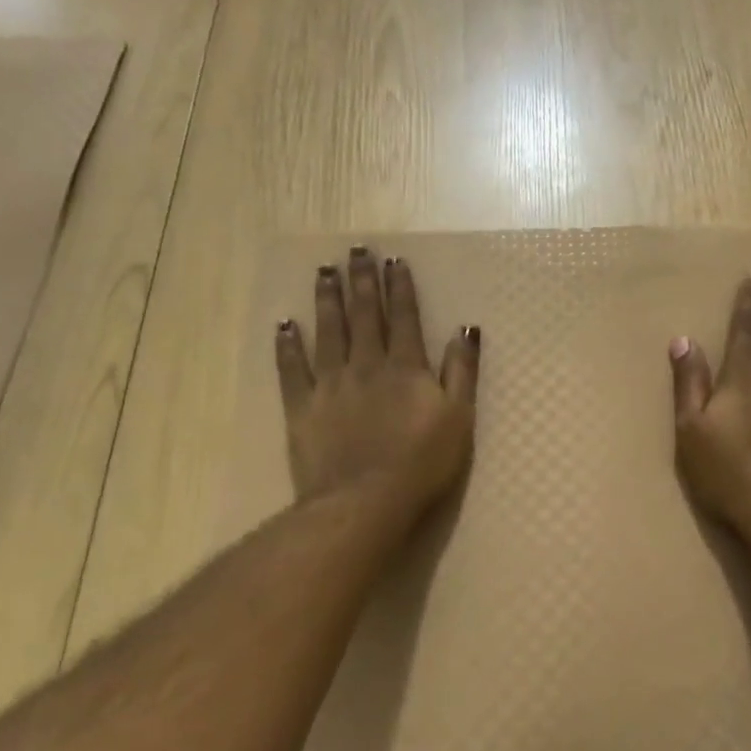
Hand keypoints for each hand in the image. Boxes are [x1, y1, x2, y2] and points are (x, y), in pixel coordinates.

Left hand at [275, 246, 479, 521]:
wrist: (366, 500)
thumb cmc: (422, 462)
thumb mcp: (459, 417)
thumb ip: (461, 371)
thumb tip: (465, 329)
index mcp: (406, 367)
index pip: (404, 318)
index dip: (400, 288)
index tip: (393, 261)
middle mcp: (366, 365)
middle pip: (364, 315)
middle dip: (361, 281)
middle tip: (355, 250)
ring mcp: (331, 384)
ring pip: (328, 332)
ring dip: (327, 300)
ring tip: (324, 271)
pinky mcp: (302, 407)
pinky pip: (292, 369)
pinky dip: (288, 346)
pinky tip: (285, 325)